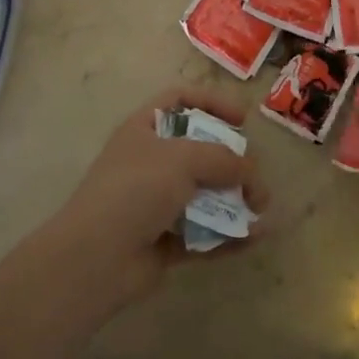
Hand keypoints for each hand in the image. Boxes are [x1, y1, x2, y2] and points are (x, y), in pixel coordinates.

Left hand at [44, 87, 267, 308]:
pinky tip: (256, 237)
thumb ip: (223, 158)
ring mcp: (157, 203)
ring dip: (236, 199)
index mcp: (145, 129)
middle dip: (233, 161)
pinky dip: (229, 234)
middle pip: (200, 150)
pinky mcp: (165, 241)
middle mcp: (151, 162)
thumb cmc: (136, 189)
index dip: (212, 103)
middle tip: (254, 174)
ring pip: (205, 194)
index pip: (181, 100)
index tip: (242, 120)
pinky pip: (204, 232)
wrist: (96, 257)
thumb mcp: (183, 158)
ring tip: (262, 208)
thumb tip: (251, 172)